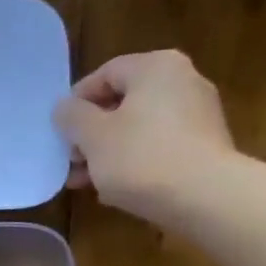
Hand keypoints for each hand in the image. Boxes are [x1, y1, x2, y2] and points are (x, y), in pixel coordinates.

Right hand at [53, 50, 237, 221]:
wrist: (205, 197)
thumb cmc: (141, 157)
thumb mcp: (93, 136)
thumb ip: (72, 117)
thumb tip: (65, 108)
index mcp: (155, 67)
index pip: (105, 74)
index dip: (76, 102)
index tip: (60, 131)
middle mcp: (182, 81)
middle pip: (122, 103)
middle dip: (91, 134)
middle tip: (71, 160)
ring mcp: (198, 114)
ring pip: (139, 128)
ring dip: (108, 153)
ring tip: (86, 181)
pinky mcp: (205, 146)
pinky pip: (159, 147)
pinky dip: (135, 162)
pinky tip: (116, 189)